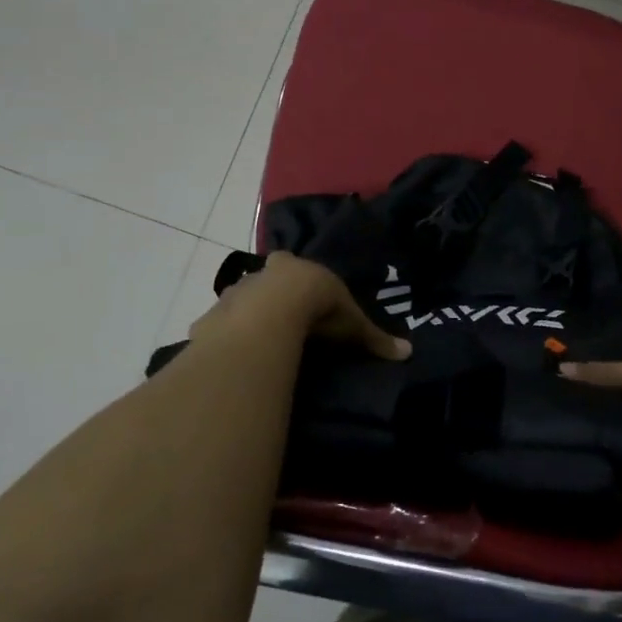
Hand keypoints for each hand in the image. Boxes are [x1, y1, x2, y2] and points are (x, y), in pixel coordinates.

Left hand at [191, 251, 410, 361]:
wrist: (271, 313)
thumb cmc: (315, 308)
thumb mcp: (350, 323)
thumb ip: (373, 337)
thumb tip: (407, 353)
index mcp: (292, 267)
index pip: (289, 264)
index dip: (294, 278)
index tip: (300, 294)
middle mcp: (260, 275)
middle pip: (261, 281)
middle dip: (267, 295)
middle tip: (279, 320)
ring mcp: (234, 296)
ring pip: (239, 303)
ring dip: (245, 317)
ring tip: (257, 342)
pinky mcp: (214, 320)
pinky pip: (220, 329)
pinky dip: (227, 339)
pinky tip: (235, 357)